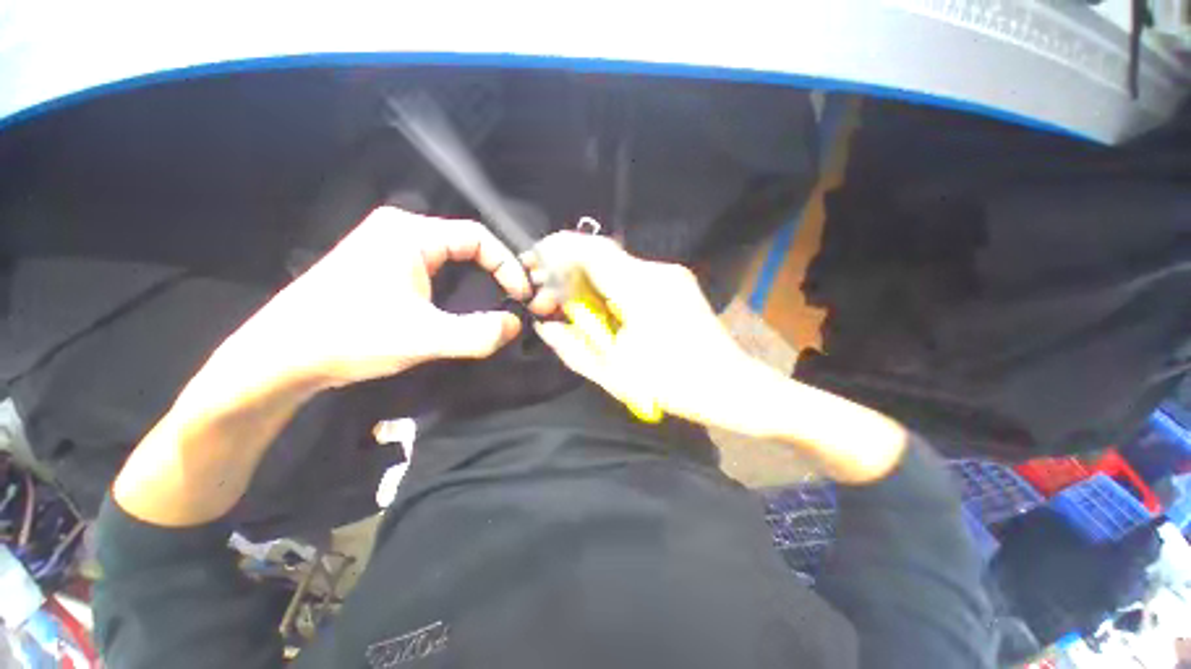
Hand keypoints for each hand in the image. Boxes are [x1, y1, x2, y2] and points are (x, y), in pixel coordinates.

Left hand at [215, 206, 530, 390]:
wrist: (281, 355)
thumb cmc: (351, 336)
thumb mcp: (424, 338)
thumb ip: (478, 333)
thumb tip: (514, 325)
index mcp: (410, 233)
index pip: (478, 237)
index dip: (508, 264)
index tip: (522, 295)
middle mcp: (399, 229)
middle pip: (466, 244)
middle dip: (496, 270)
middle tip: (515, 297)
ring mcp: (387, 245)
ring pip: (450, 255)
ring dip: (478, 276)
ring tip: (498, 298)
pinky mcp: (380, 264)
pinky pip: (433, 266)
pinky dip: (457, 280)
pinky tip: (463, 300)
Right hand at [524, 232, 765, 433]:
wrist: (729, 387)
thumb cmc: (672, 385)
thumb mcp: (613, 373)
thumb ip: (572, 347)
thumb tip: (545, 326)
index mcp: (640, 289)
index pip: (590, 249)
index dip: (555, 250)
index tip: (532, 265)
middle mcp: (657, 271)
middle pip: (601, 255)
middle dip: (568, 272)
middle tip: (549, 300)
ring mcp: (670, 275)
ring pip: (615, 266)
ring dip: (588, 282)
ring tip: (573, 310)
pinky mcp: (676, 283)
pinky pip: (632, 276)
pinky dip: (609, 289)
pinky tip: (604, 312)